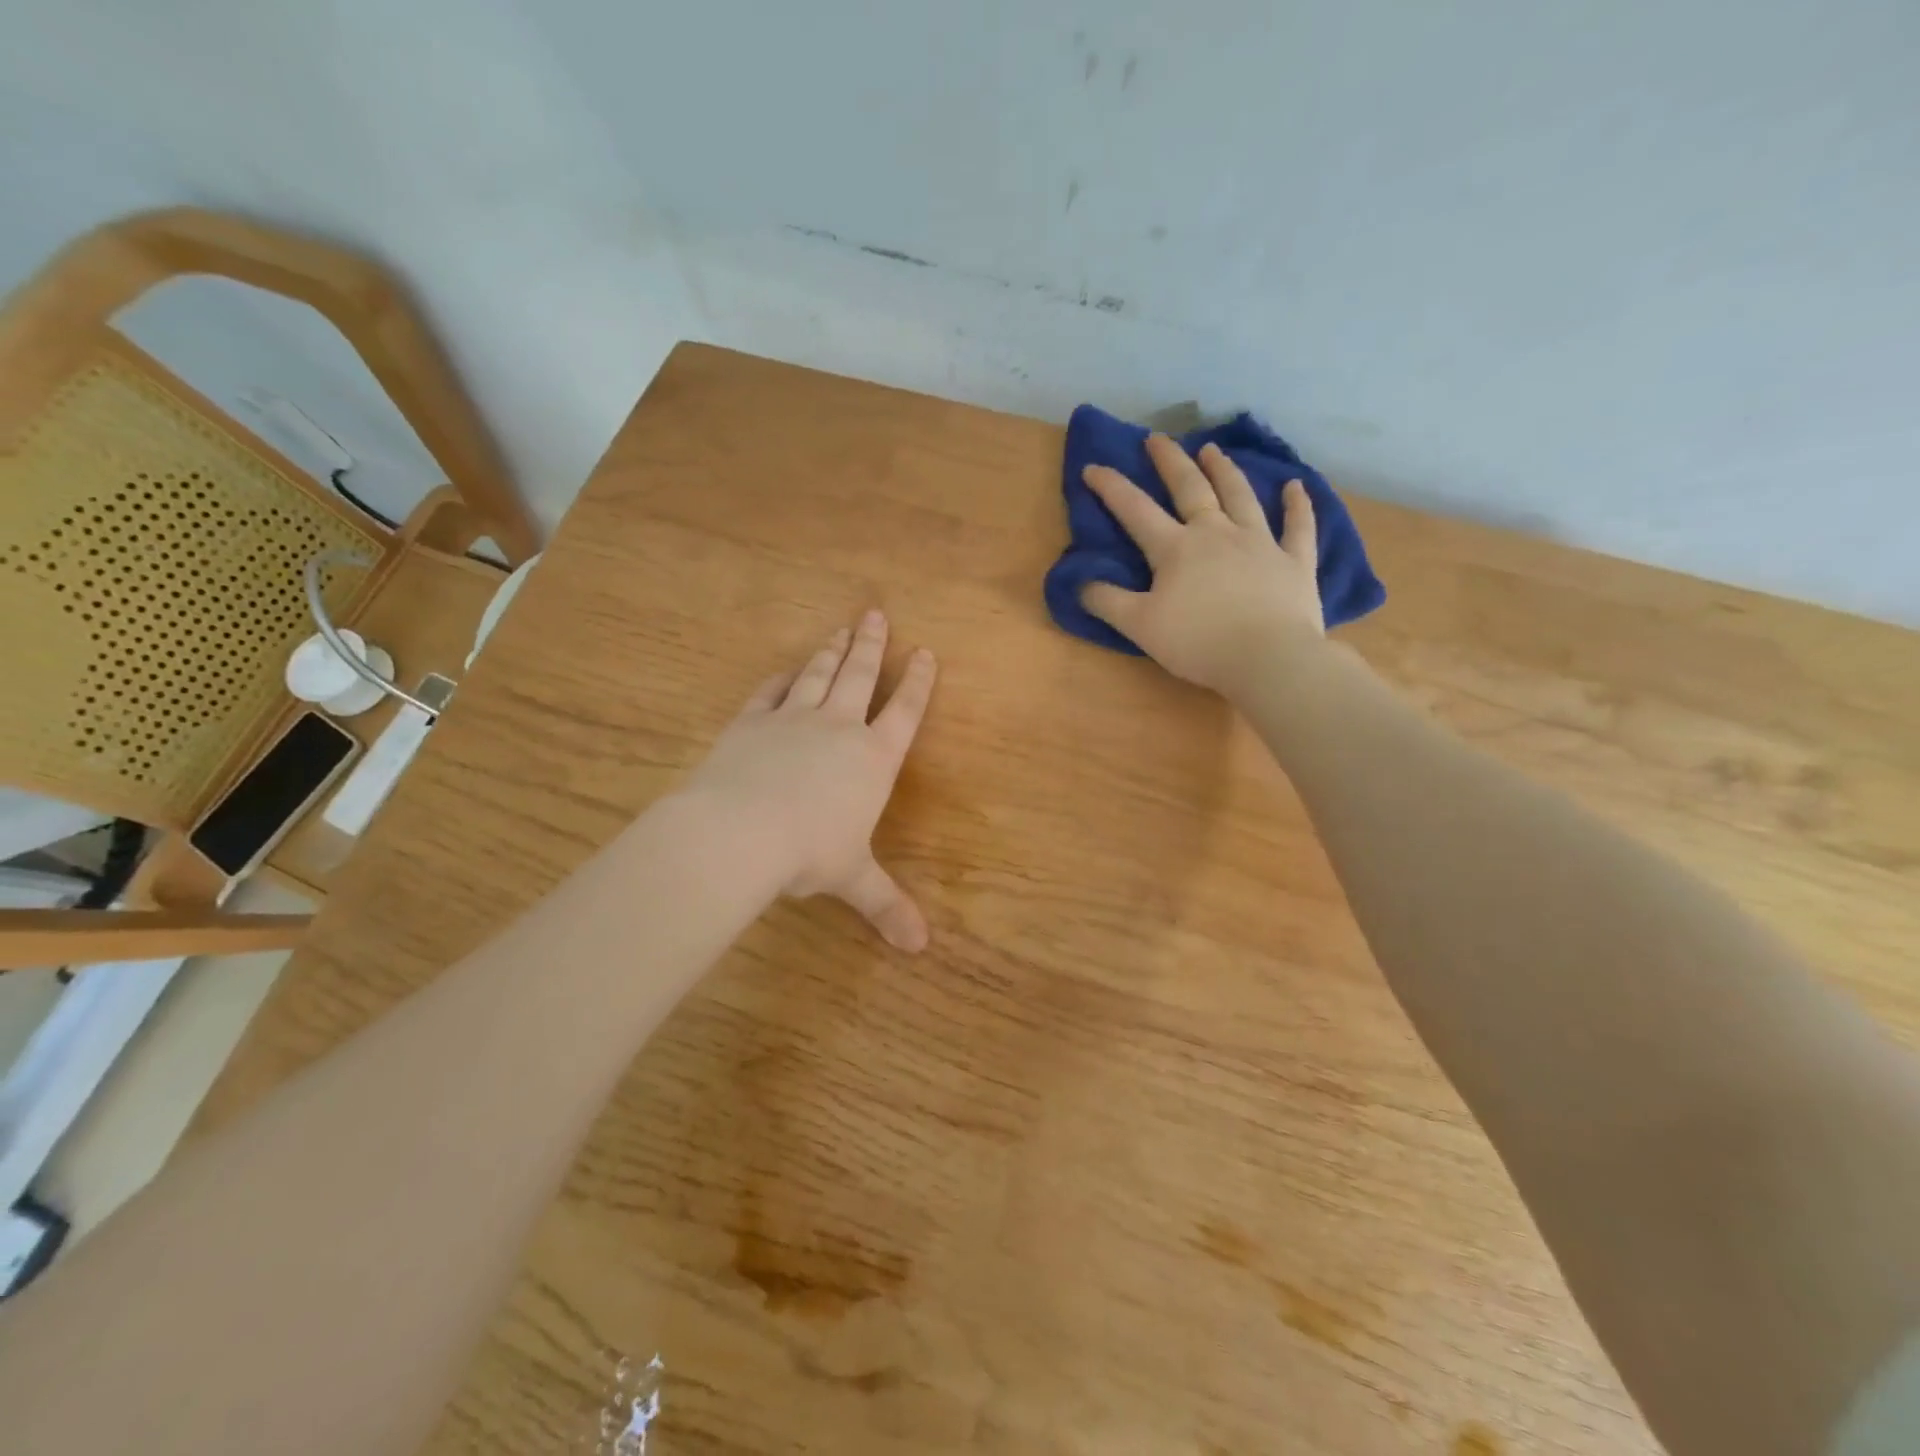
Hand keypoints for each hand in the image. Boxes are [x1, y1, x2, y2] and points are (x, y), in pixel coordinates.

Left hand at [683, 611, 937, 950]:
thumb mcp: (853, 879)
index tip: (926, 653)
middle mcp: (839, 728)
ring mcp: (793, 719)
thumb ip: (886, 905)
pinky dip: (782, 678)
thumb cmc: (809, 853)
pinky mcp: (752, 721)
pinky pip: (772, 692)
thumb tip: (920, 948)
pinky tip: (788, 670)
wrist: (740, 831)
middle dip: (872, 645)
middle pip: (861, 676)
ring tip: (842, 629)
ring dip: (832, 651)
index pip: (905, 712)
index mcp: (873, 758)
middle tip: (876, 614)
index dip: (918, 683)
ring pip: (819, 675)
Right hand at [1081, 434, 1322, 692]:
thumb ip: (1107, 602)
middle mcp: (1216, 533)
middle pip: (1190, 488)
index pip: (1135, 510)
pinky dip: (1297, 505)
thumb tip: (1080, 583)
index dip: (1111, 487)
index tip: (1093, 467)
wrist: (1268, 659)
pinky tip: (1295, 487)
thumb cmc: (1198, 642)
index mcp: (1176, 549)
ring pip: (1240, 496)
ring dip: (1224, 470)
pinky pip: (1298, 526)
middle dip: (1170, 461)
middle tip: (1157, 438)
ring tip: (1212, 449)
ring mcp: (1259, 542)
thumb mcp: (1140, 626)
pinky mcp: (1294, 560)